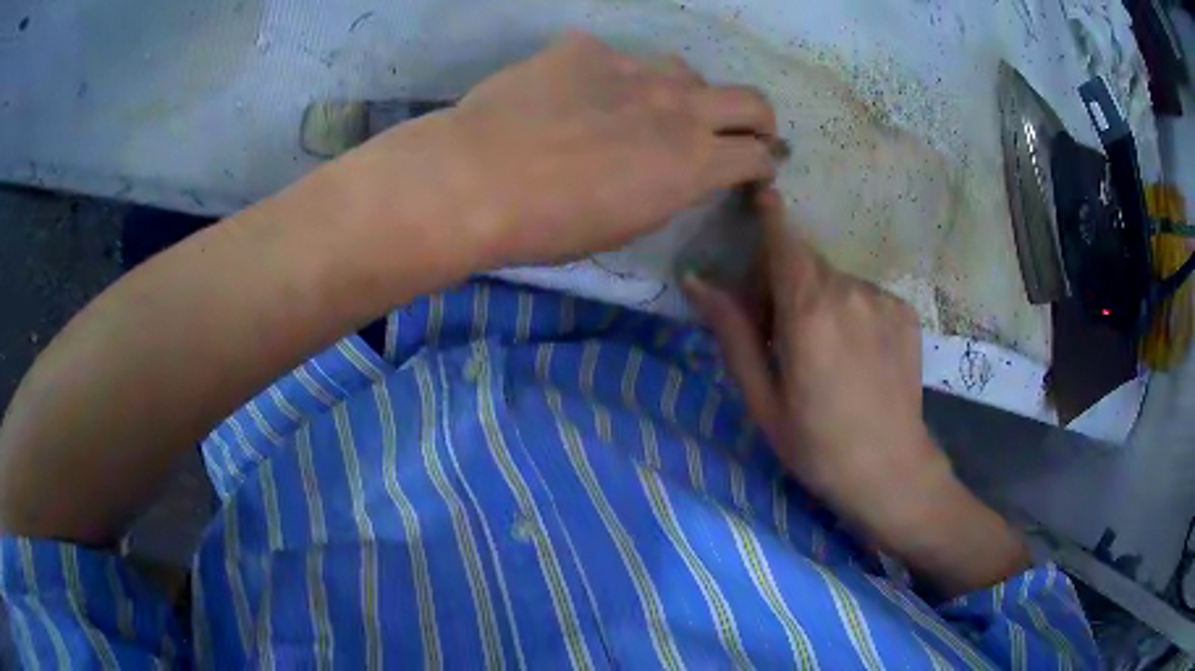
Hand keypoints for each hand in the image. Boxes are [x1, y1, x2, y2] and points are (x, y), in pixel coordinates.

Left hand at [348, 33, 779, 269]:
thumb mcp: (625, 226)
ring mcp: (634, 68)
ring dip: (682, 93)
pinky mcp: (586, 49)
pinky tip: (574, 96)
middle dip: (757, 119)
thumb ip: (667, 189)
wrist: (475, 178)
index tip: (756, 167)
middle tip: (742, 131)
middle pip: (750, 99)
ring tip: (649, 109)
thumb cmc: (548, 226)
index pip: (756, 154)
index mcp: (693, 162)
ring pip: (683, 71)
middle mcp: (678, 106)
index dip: (762, 162)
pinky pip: (614, 59)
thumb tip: (678, 169)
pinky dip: (609, 79)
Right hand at [683, 189, 1029, 594]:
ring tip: (826, 352)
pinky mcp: (905, 312)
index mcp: (808, 312)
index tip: (761, 192)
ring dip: (822, 298)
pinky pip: (865, 296)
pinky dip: (852, 310)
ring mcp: (882, 300)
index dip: (770, 214)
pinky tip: (858, 355)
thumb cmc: (817, 445)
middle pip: (807, 263)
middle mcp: (849, 292)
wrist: (891, 471)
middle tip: (783, 332)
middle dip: (788, 280)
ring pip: (837, 280)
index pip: (784, 242)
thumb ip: (732, 333)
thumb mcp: (763, 399)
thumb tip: (697, 281)